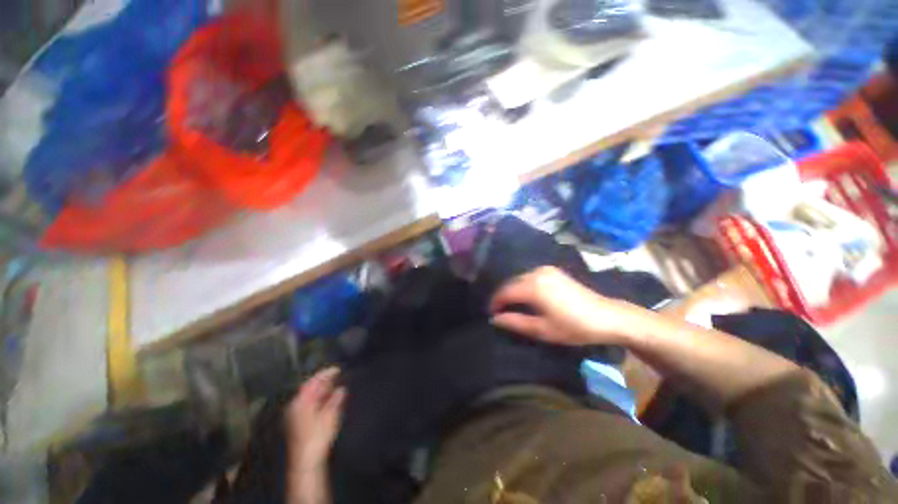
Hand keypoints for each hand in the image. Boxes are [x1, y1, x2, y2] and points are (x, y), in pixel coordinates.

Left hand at [286, 367, 345, 469]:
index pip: (313, 381)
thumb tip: (341, 389)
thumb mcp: (330, 415)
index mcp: (301, 401)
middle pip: (310, 388)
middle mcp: (295, 406)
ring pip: (310, 398)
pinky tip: (328, 402)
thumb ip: (336, 399)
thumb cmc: (317, 436)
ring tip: (336, 387)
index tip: (338, 369)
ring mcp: (295, 416)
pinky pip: (309, 405)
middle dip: (324, 382)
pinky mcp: (298, 424)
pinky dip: (319, 400)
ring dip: (322, 391)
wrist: (305, 462)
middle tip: (339, 376)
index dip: (326, 373)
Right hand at [489, 266, 639, 345]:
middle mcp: (536, 273)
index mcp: (533, 286)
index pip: (505, 292)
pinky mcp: (553, 271)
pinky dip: (523, 286)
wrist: (607, 316)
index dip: (495, 303)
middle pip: (511, 283)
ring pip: (519, 279)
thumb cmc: (574, 326)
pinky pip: (529, 277)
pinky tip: (526, 297)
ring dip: (513, 291)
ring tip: (511, 307)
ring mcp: (545, 270)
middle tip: (499, 313)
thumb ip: (515, 322)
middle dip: (503, 297)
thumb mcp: (542, 329)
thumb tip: (494, 319)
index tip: (491, 315)